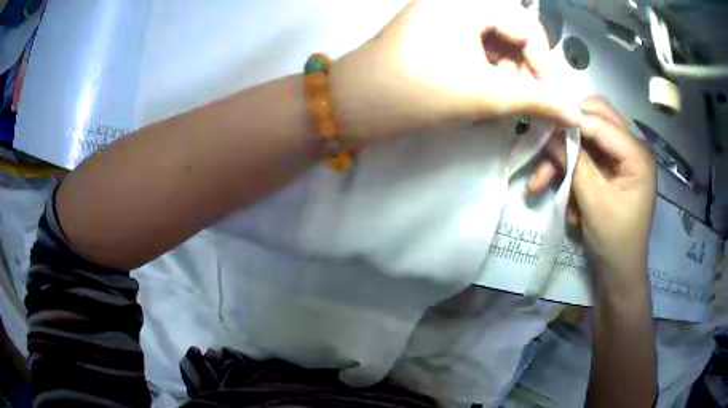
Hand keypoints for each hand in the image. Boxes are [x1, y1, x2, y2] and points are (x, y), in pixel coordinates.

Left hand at [331, 0, 579, 144]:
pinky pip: (475, 48)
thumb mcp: (484, 95)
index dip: (542, 63)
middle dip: (522, 71)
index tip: (547, 100)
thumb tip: (575, 115)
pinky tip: (481, 97)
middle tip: (522, 105)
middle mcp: (455, 2)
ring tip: (497, 106)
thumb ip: (536, 102)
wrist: (353, 105)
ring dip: (505, 75)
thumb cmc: (417, 93)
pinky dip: (486, 73)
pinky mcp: (433, 33)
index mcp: (466, 2)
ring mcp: (442, 16)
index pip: (526, 26)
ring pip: (494, 43)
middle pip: (511, 33)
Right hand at [529, 97, 656, 279]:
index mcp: (638, 155)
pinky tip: (567, 198)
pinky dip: (573, 171)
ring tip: (542, 182)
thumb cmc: (614, 240)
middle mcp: (632, 148)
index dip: (572, 121)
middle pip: (597, 118)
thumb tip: (551, 132)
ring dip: (566, 157)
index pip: (602, 122)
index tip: (542, 126)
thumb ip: (575, 162)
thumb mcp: (594, 202)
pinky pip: (588, 156)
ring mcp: (623, 158)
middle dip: (569, 132)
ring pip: (588, 137)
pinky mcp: (613, 168)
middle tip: (546, 146)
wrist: (620, 271)